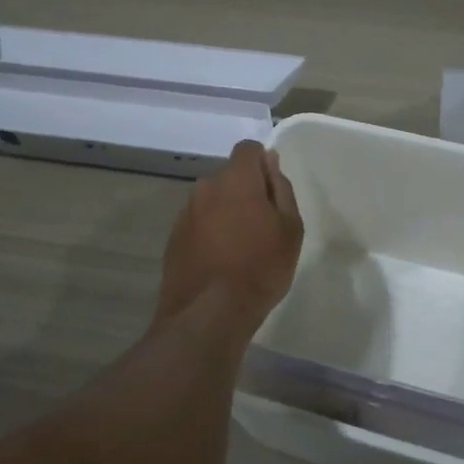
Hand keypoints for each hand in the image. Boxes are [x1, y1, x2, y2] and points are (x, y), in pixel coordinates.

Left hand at [156, 141, 303, 331]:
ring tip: (241, 248)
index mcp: (236, 179)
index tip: (273, 191)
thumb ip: (280, 188)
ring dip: (226, 213)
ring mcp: (185, 213)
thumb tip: (270, 162)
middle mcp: (205, 188)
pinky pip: (198, 224)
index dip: (262, 163)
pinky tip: (221, 261)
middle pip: (229, 177)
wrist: (209, 313)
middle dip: (245, 191)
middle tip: (263, 225)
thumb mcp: (289, 228)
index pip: (247, 149)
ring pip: (212, 201)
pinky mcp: (173, 238)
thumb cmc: (261, 267)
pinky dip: (210, 233)